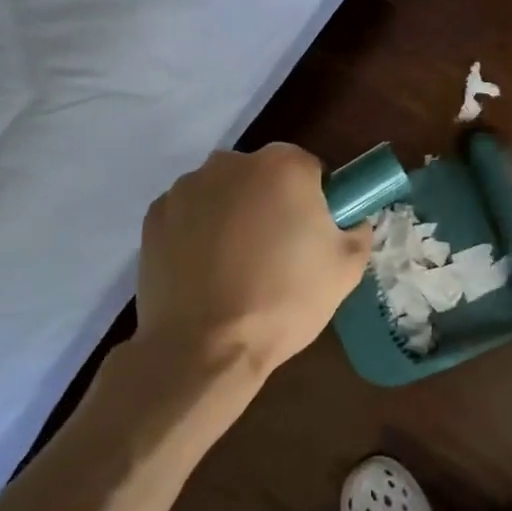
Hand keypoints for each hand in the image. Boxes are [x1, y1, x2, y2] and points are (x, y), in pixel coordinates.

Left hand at [136, 144, 371, 382]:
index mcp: (284, 166)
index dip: (316, 202)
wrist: (203, 347)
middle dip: (272, 203)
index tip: (313, 236)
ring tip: (237, 267)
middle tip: (278, 252)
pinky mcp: (154, 216)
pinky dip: (198, 233)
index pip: (310, 170)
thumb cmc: (284, 300)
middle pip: (263, 176)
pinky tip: (205, 272)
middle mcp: (231, 163)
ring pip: (224, 194)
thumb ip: (357, 230)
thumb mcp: (347, 268)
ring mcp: (186, 187)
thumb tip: (349, 222)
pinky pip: (190, 215)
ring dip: (234, 215)